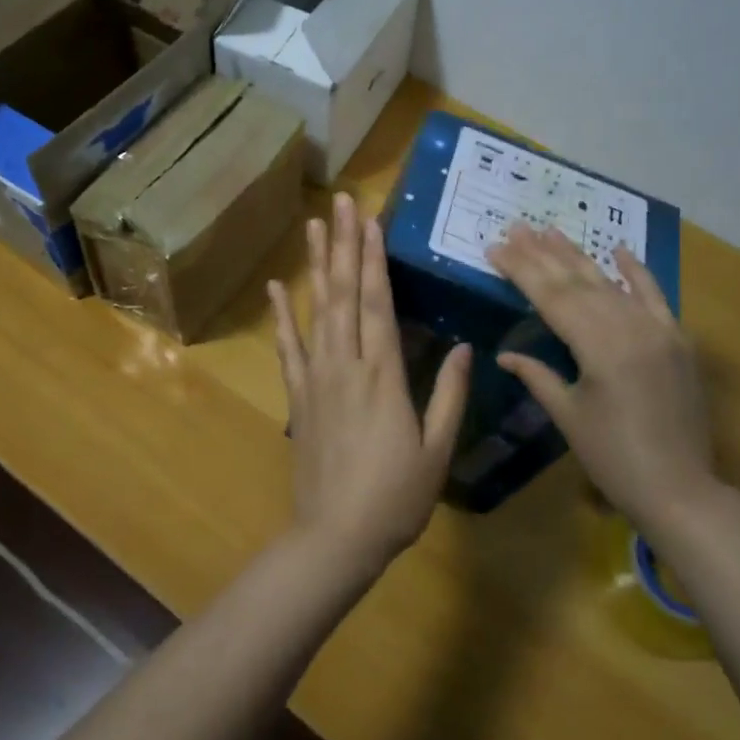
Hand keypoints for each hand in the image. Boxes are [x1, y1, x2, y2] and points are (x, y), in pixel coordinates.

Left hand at [269, 193, 471, 573]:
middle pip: (345, 293)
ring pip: (316, 310)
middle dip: (345, 244)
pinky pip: (288, 347)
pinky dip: (282, 316)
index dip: (374, 258)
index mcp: (383, 375)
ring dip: (317, 265)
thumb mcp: (437, 450)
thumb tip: (462, 347)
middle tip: (340, 201)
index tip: (370, 220)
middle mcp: (346, 364)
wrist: (336, 538)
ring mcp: (317, 378)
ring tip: (314, 226)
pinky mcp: (298, 396)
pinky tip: (276, 288)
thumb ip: (448, 395)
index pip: (378, 302)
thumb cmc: (396, 498)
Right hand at [488, 224, 720, 531]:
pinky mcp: (677, 340)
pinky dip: (637, 272)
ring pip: (610, 283)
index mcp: (599, 347)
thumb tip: (503, 355)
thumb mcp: (569, 417)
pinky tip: (618, 249)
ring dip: (579, 256)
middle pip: (578, 282)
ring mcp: (658, 330)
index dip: (521, 270)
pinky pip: (655, 297)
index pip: (551, 297)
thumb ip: (538, 376)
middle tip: (516, 227)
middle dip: (543, 254)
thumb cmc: (614, 459)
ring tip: (550, 230)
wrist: (681, 490)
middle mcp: (630, 328)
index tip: (495, 246)